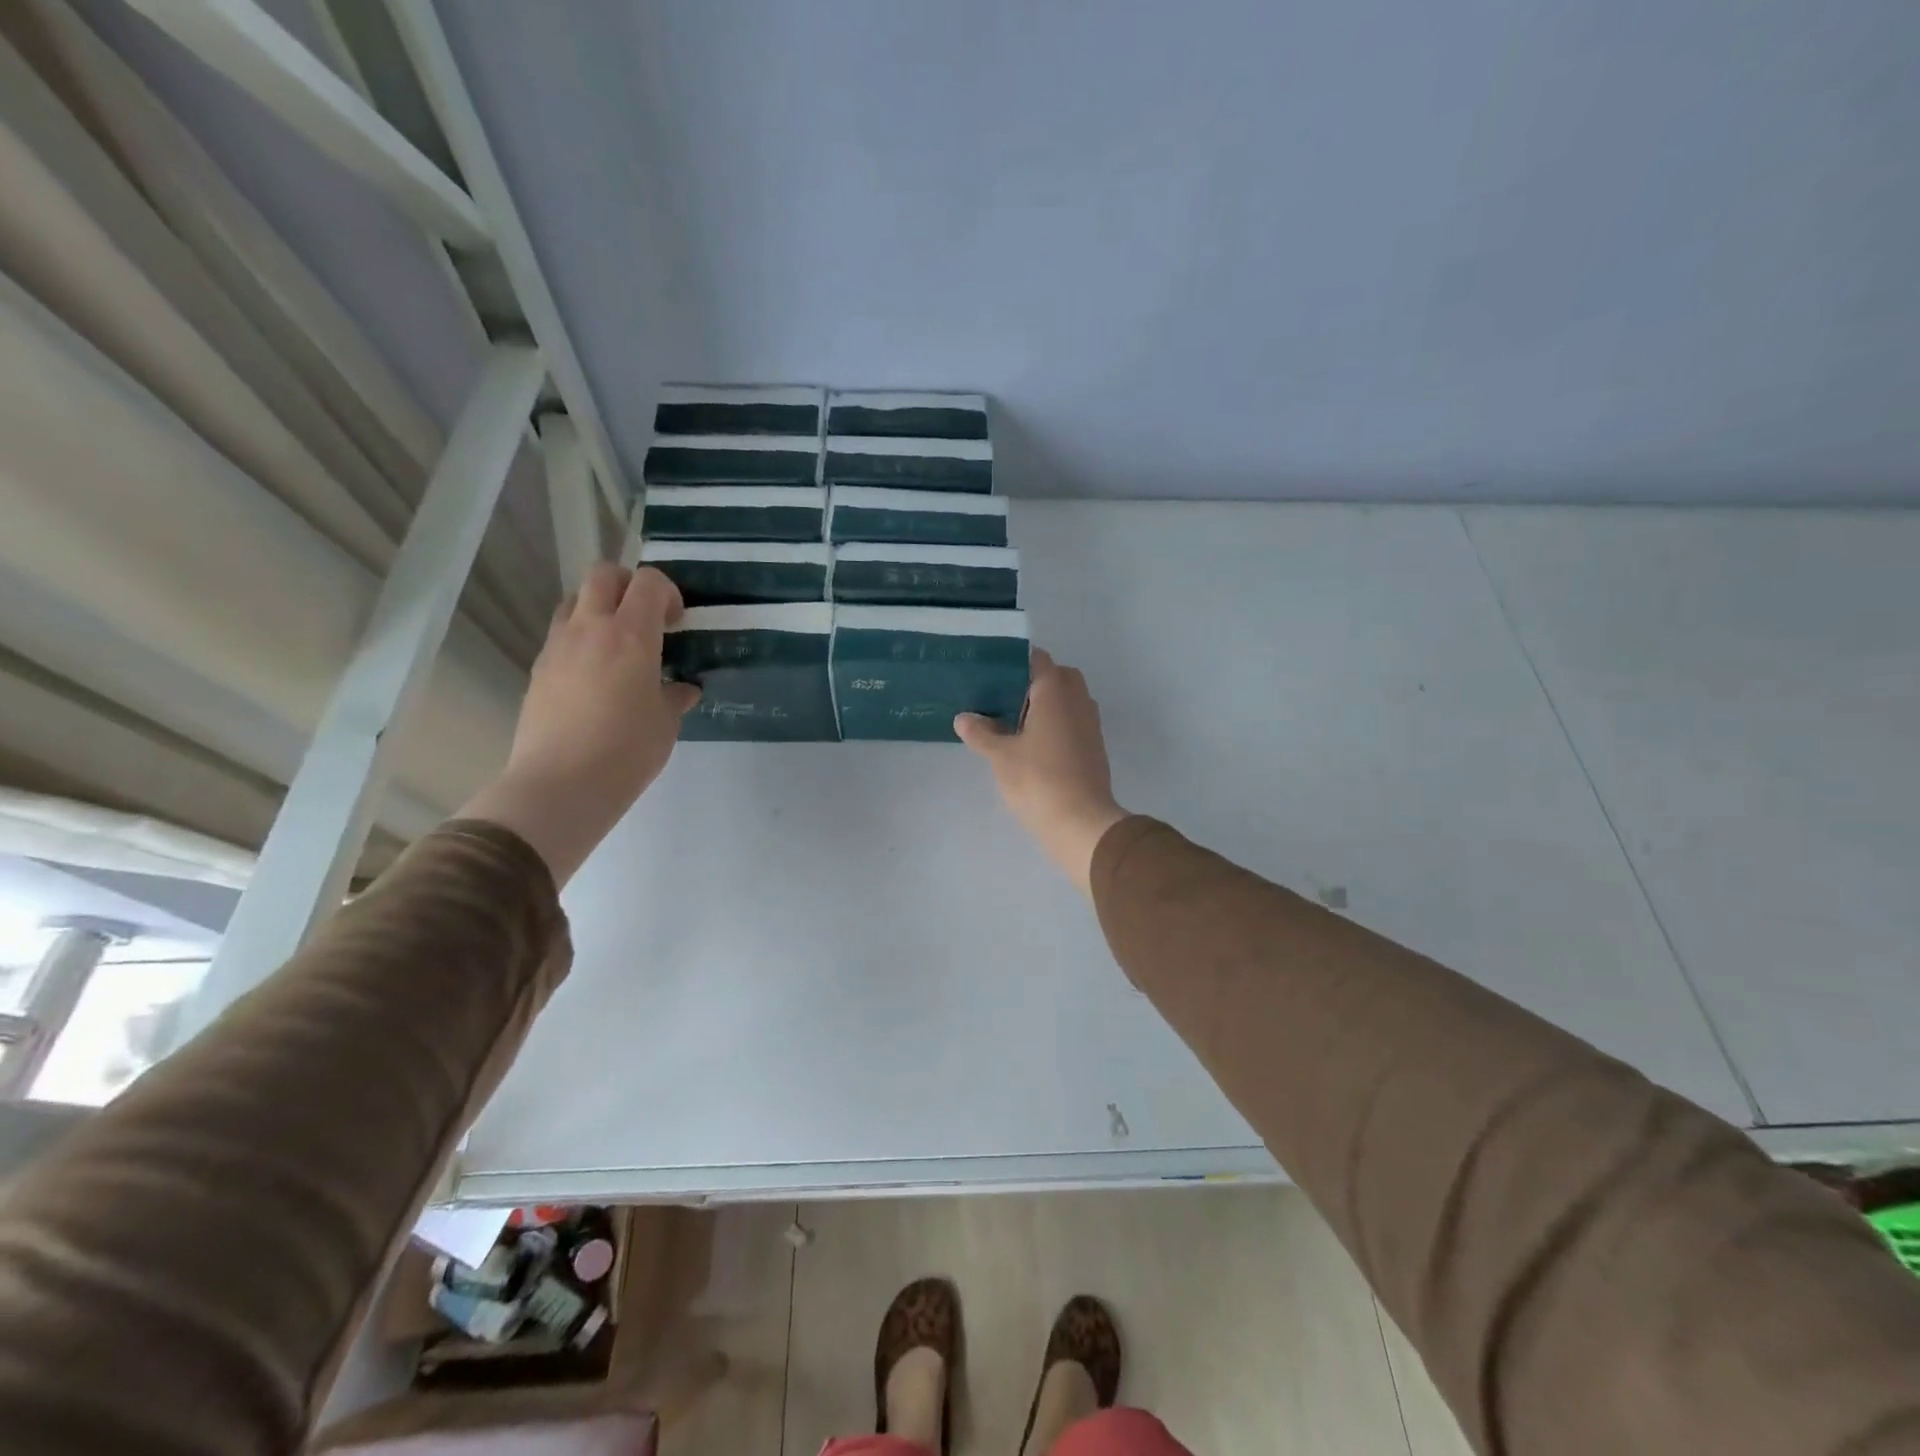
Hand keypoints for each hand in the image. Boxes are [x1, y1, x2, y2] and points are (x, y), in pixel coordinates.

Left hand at [461, 564, 699, 884]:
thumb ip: (674, 697)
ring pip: (574, 601)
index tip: (676, 622)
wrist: (561, 784)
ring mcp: (558, 647)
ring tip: (617, 645)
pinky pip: (561, 636)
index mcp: (631, 635)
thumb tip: (682, 690)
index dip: (667, 592)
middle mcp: (590, 628)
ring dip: (598, 609)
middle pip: (603, 575)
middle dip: (628, 585)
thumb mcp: (665, 724)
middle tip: (645, 617)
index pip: (648, 583)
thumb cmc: (627, 750)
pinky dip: (581, 640)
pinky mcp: (539, 670)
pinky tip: (595, 677)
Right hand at [955, 649, 1129, 894]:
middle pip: (1057, 677)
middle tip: (1003, 701)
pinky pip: (1073, 722)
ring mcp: (1090, 724)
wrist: (1081, 823)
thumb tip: (963, 718)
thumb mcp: (1000, 756)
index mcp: (1055, 691)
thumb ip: (981, 733)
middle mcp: (1078, 700)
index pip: (1038, 659)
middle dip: (1033, 684)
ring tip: (1014, 725)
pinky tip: (1033, 746)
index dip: (1015, 662)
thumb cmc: (1038, 780)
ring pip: (1068, 701)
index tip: (993, 674)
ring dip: (1046, 706)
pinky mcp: (1094, 748)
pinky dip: (1056, 725)